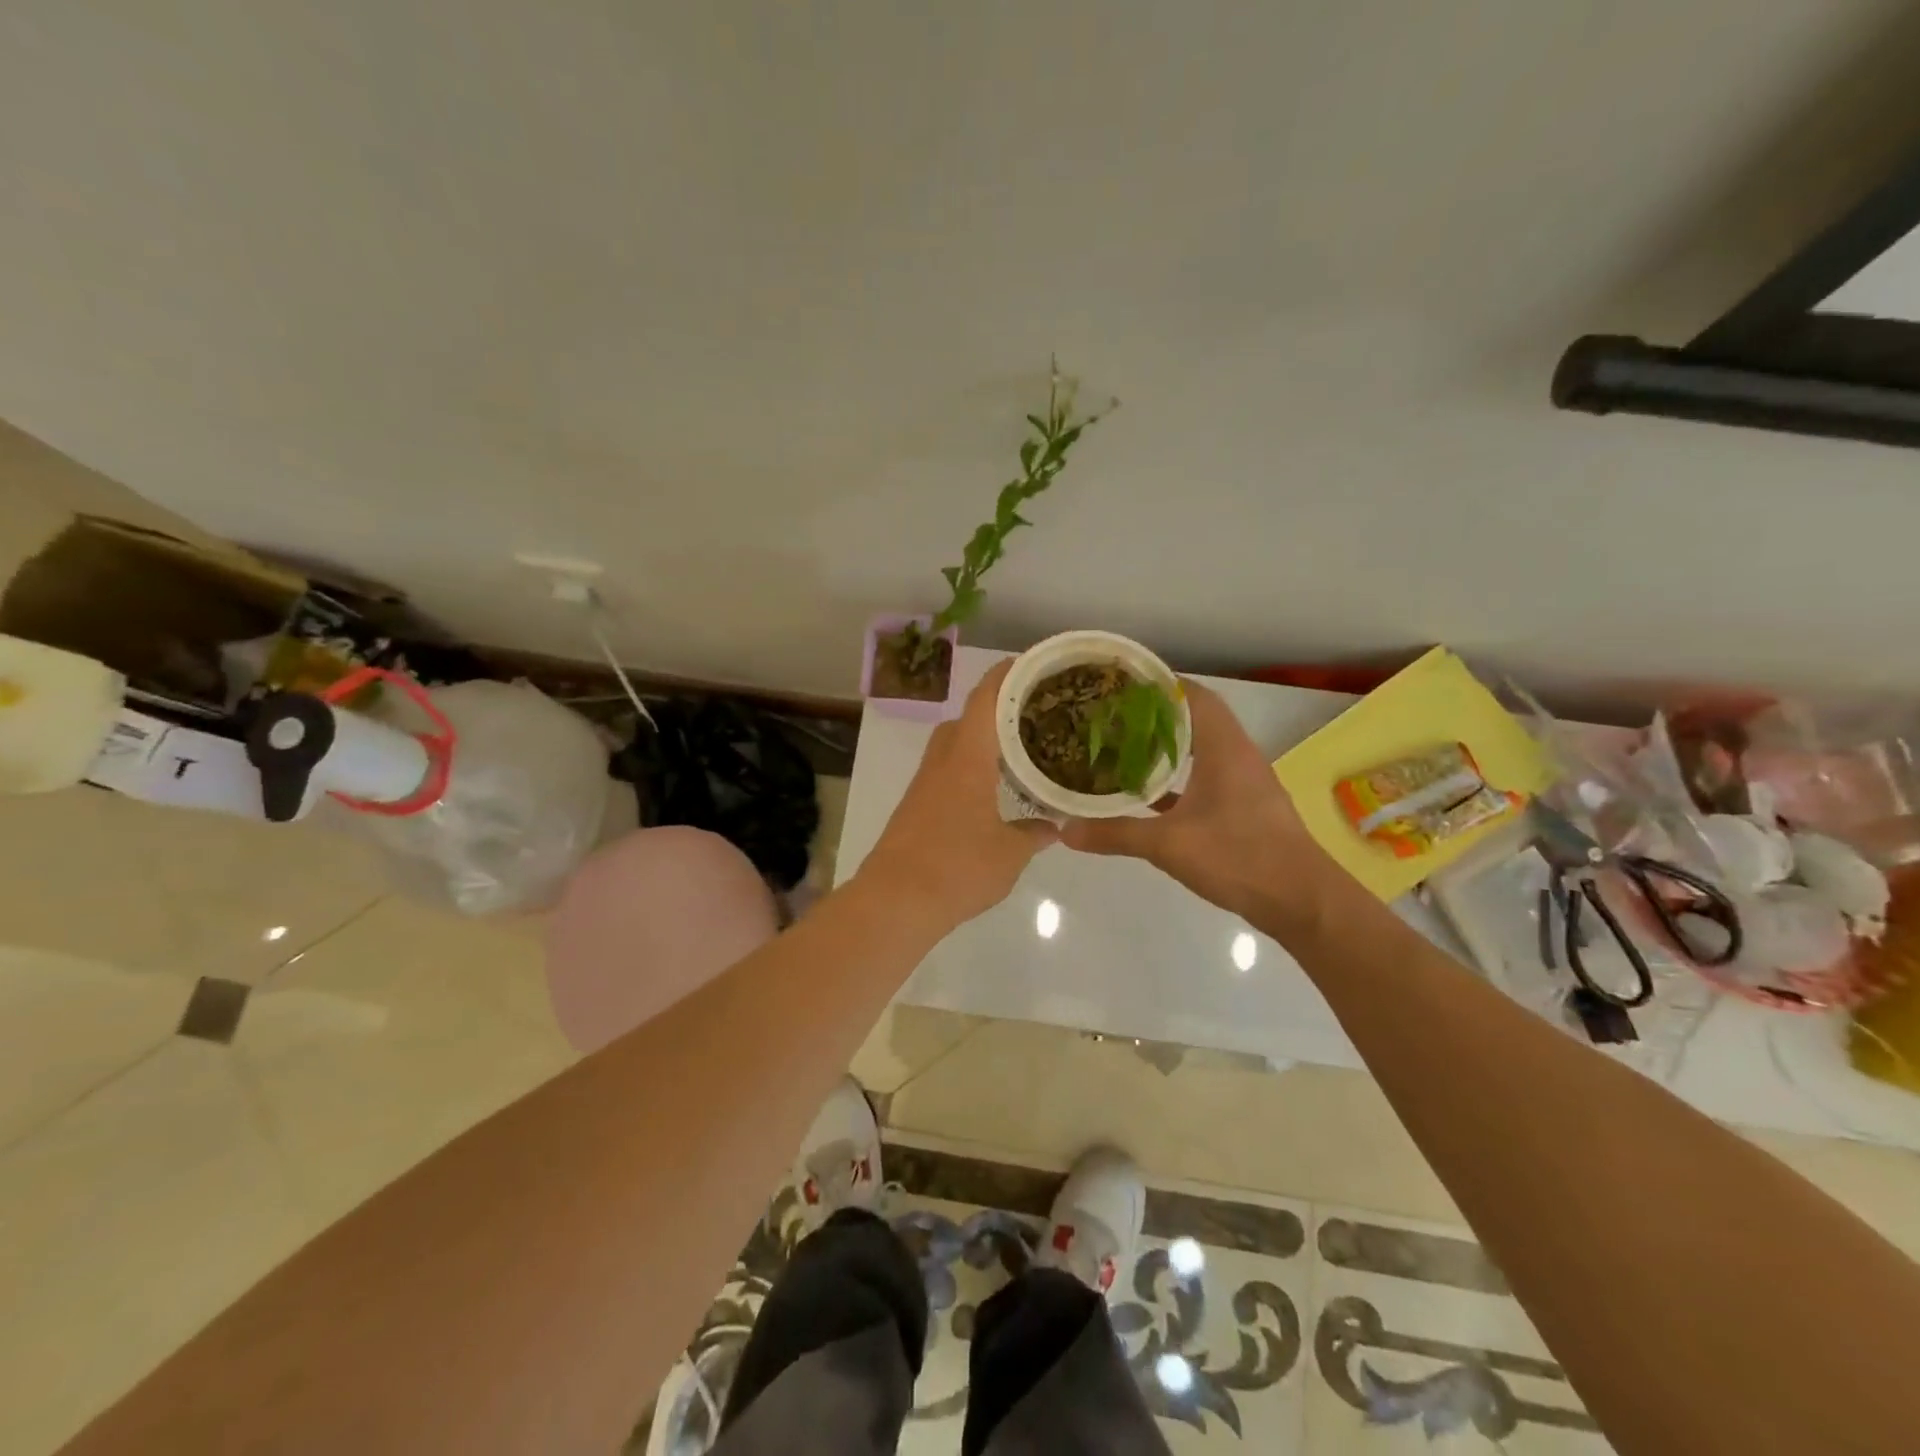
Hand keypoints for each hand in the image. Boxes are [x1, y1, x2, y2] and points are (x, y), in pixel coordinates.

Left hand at [859, 660, 1058, 927]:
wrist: (895, 900)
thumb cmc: (957, 867)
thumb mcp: (1010, 853)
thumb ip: (1035, 833)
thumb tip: (1054, 825)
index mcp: (967, 757)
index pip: (986, 699)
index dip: (1006, 674)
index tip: (1031, 664)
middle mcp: (942, 760)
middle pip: (968, 718)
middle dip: (998, 709)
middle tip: (1034, 715)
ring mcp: (924, 783)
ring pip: (955, 744)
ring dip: (983, 740)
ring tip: (1018, 751)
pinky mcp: (915, 805)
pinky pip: (947, 770)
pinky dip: (971, 766)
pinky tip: (992, 791)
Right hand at [1063, 680, 1335, 936]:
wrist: (1302, 901)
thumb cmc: (1239, 857)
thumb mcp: (1168, 845)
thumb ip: (1115, 834)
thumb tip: (1064, 830)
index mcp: (1224, 747)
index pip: (1191, 695)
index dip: (1156, 684)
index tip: (1118, 684)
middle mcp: (1236, 754)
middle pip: (1194, 717)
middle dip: (1153, 714)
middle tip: (1110, 715)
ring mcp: (1243, 781)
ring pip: (1199, 749)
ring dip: (1166, 745)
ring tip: (1122, 746)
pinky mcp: (1243, 807)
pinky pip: (1205, 777)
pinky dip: (1178, 777)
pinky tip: (1147, 793)